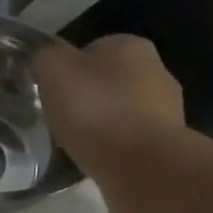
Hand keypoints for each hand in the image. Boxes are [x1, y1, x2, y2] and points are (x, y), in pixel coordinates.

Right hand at [34, 34, 184, 171]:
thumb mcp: (54, 71)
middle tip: (62, 122)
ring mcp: (168, 108)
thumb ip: (45, 56)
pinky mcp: (168, 143)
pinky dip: (116, 149)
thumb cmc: (96, 111)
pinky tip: (101, 162)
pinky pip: (132, 140)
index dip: (67, 72)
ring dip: (103, 126)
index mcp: (130, 45)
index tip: (52, 97)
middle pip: (108, 82)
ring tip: (80, 147)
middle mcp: (156, 70)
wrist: (142, 167)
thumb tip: (44, 57)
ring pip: (122, 112)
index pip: (90, 51)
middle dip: (87, 99)